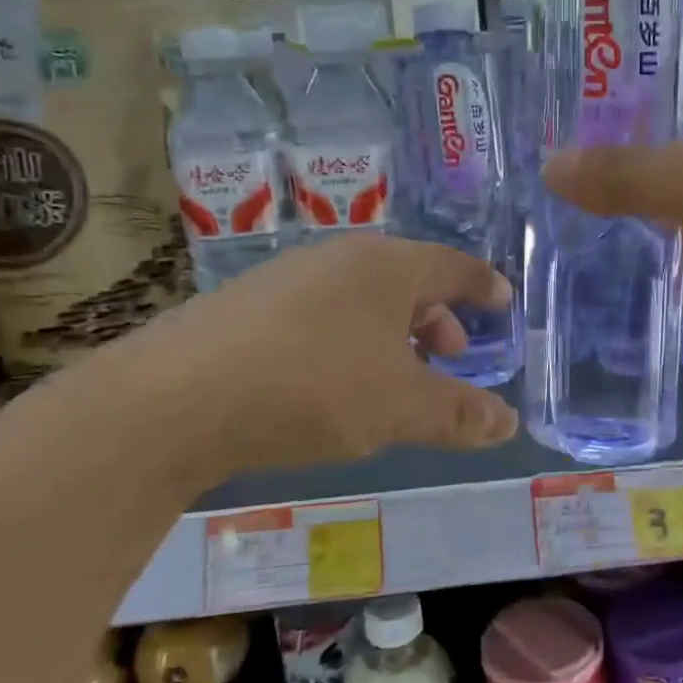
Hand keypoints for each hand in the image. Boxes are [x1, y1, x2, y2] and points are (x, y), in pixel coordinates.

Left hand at [97, 234, 518, 481]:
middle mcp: (337, 260)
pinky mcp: (247, 309)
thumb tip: (507, 422)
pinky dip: (348, 343)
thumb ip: (459, 413)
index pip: (452, 266)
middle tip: (451, 356)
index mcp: (385, 266)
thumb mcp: (401, 407)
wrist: (174, 399)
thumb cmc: (313, 386)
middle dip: (437, 318)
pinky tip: (334, 385)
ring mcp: (286, 280)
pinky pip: (321, 317)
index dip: (483, 285)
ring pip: (360, 300)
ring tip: (396, 379)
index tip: (502, 301)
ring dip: (392, 335)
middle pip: (406, 280)